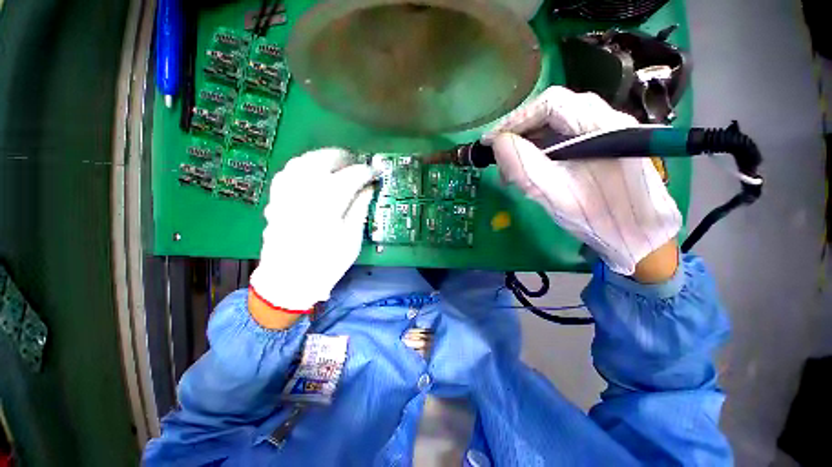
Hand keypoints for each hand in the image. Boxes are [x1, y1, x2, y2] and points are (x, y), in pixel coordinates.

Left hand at [249, 149, 374, 324]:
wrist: (288, 281)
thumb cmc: (326, 263)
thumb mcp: (351, 238)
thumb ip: (359, 208)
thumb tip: (368, 187)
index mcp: (327, 203)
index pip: (351, 176)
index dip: (366, 171)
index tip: (376, 172)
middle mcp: (304, 191)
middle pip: (324, 160)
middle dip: (343, 157)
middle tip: (357, 163)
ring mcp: (286, 193)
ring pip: (303, 161)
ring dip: (322, 158)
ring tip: (337, 164)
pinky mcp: (276, 199)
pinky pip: (288, 172)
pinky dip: (303, 166)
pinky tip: (312, 172)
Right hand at [485, 86, 681, 277]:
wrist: (639, 236)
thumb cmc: (600, 218)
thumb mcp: (555, 194)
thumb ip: (524, 167)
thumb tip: (497, 143)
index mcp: (604, 125)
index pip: (551, 104)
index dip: (515, 120)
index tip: (489, 141)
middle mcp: (608, 119)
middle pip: (553, 111)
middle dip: (519, 132)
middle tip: (498, 156)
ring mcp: (606, 131)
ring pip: (556, 125)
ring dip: (528, 142)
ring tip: (510, 167)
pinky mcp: (602, 145)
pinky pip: (563, 138)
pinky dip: (540, 150)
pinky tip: (530, 168)